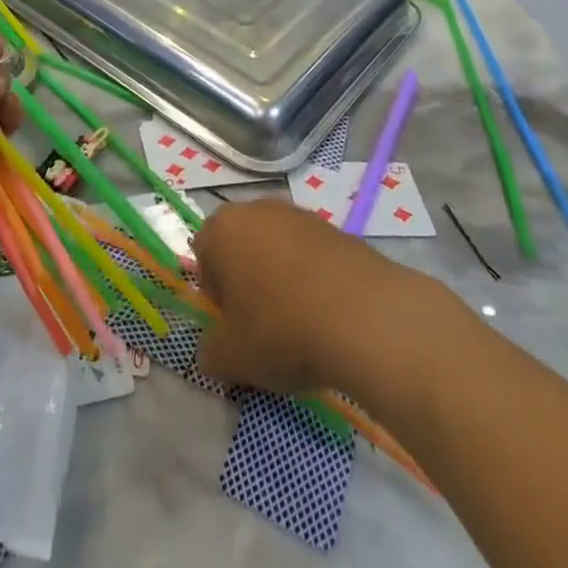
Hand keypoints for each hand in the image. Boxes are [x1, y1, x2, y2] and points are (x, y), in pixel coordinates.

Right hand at [193, 200, 408, 396]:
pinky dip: (313, 277)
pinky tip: (327, 313)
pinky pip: (310, 253)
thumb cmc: (282, 329)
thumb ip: (210, 353)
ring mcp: (298, 214)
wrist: (363, 315)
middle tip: (262, 323)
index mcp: (222, 229)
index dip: (215, 293)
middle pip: (241, 245)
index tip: (233, 324)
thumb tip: (210, 353)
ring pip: (276, 247)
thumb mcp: (233, 357)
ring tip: (299, 321)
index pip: (203, 254)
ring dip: (280, 276)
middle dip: (246, 279)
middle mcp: (256, 209)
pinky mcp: (334, 227)